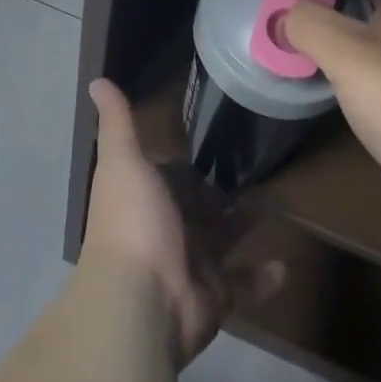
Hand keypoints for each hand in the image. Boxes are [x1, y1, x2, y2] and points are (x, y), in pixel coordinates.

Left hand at [81, 80, 281, 366]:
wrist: (141, 301)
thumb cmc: (133, 222)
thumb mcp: (123, 162)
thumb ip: (118, 124)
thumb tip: (97, 80)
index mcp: (147, 198)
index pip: (171, 175)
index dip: (190, 160)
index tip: (220, 136)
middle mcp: (168, 230)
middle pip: (200, 207)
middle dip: (223, 192)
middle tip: (261, 164)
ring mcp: (192, 266)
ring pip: (224, 241)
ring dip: (245, 225)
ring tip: (278, 201)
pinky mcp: (215, 297)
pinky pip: (244, 285)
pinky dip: (262, 278)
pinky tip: (283, 264)